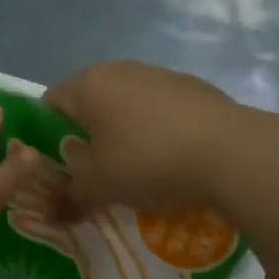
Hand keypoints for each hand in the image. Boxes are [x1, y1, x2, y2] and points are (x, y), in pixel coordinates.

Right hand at [44, 60, 278, 216]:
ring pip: (127, 104)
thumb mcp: (98, 187)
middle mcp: (118, 70)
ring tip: (137, 169)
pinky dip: (158, 130)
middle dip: (88, 135)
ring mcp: (159, 74)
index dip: (48, 136)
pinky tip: (172, 160)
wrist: (231, 152)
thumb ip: (69, 196)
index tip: (60, 167)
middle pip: (90, 102)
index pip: (49, 103)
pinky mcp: (194, 87)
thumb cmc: (147, 161)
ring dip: (124, 131)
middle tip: (96, 171)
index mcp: (87, 85)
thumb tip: (52, 208)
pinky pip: (161, 109)